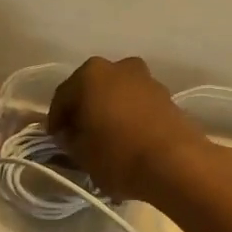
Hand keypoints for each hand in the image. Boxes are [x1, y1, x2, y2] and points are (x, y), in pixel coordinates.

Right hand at [48, 56, 210, 203]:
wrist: (176, 163)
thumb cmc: (118, 154)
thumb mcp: (81, 153)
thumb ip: (69, 140)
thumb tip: (69, 134)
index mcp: (90, 74)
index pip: (63, 96)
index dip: (56, 120)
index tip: (55, 139)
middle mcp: (118, 67)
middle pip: (92, 90)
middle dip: (84, 111)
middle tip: (78, 136)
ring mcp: (146, 79)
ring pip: (117, 95)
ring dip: (108, 112)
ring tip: (105, 140)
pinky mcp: (167, 96)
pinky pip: (137, 105)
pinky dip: (129, 117)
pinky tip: (127, 140)